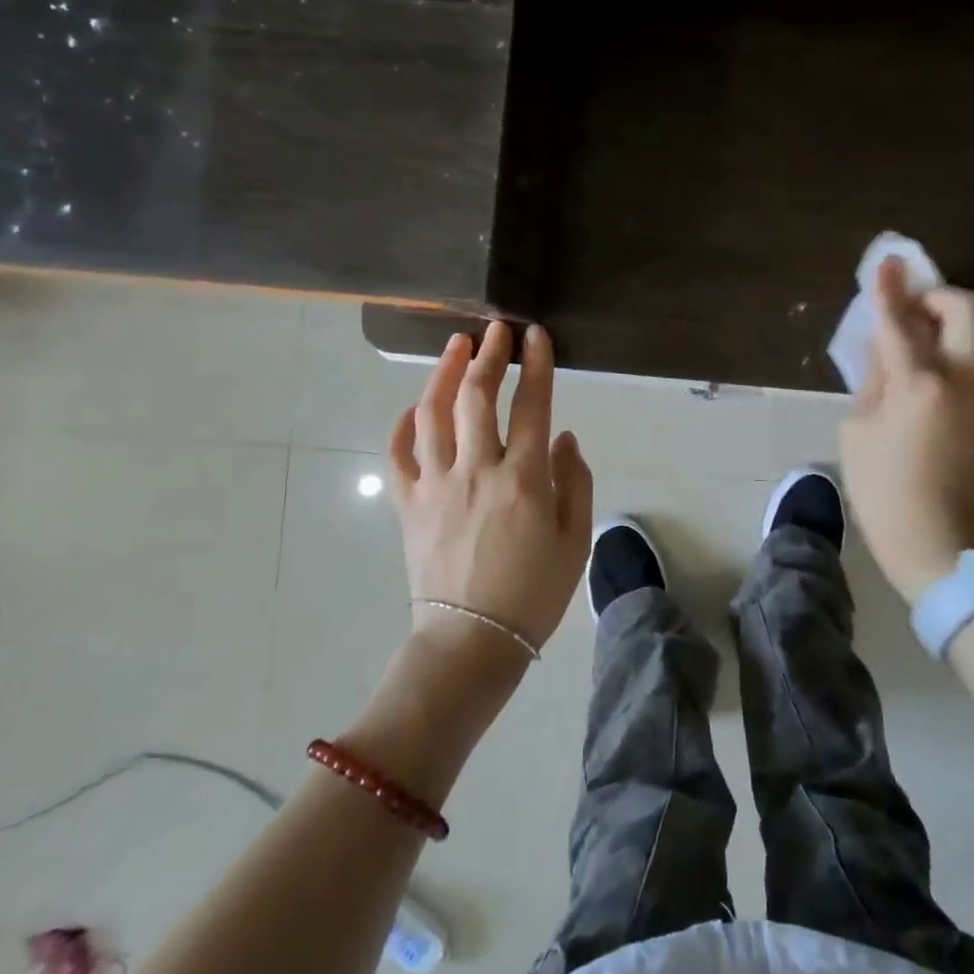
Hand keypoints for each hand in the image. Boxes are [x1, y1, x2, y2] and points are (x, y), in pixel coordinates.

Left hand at [389, 322, 593, 668]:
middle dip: (488, 355)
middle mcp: (476, 472)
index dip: (536, 365)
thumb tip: (562, 437)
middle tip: (496, 329)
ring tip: (455, 346)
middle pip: (477, 397)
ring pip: (432, 414)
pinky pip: (399, 455)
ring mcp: (435, 486)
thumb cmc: (532, 595)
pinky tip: (414, 408)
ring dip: (443, 374)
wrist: (470, 644)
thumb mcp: (574, 542)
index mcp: (523, 481)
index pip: (531, 406)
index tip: (536, 335)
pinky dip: (403, 425)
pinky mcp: (408, 505)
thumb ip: (574, 483)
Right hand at [838, 257, 973, 605]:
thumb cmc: (883, 490)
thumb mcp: (858, 430)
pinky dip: (963, 343)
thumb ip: (873, 378)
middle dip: (936, 297)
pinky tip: (935, 364)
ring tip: (922, 335)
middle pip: (968, 308)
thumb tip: (885, 347)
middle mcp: (965, 379)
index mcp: (921, 385)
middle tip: (907, 310)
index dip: (890, 288)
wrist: (940, 542)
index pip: (901, 321)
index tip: (885, 262)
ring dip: (954, 318)